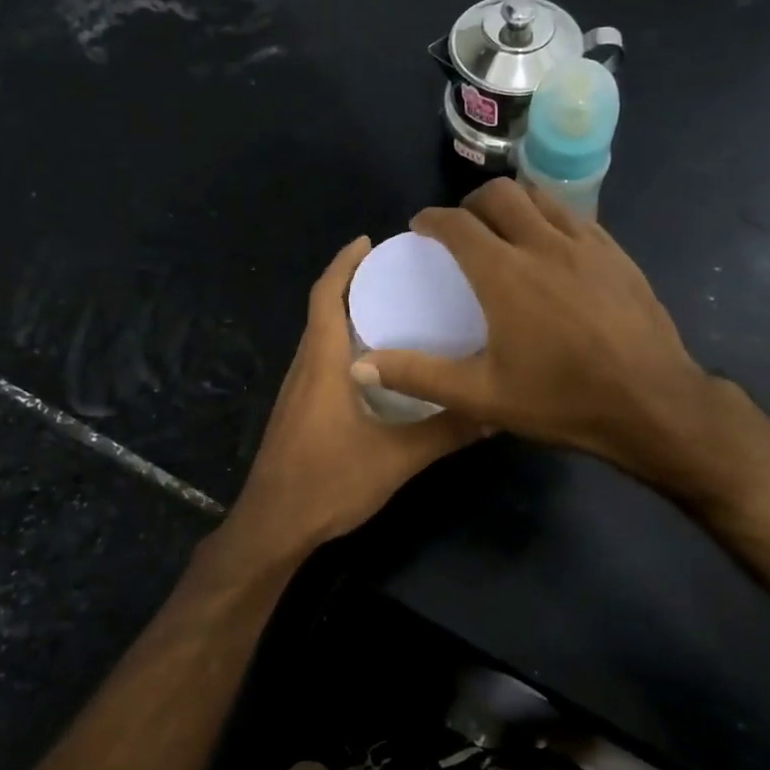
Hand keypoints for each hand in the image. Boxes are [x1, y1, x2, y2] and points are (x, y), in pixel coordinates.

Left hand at [224, 237, 480, 557]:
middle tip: (395, 274)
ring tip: (391, 311)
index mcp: (322, 364)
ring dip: (347, 316)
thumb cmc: (328, 482)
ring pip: (320, 339)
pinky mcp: (297, 413)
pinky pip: (320, 363)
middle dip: (351, 284)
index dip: (343, 263)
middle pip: (322, 311)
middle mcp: (304, 368)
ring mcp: (296, 392)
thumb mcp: (397, 458)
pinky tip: (375, 368)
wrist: (273, 528)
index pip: (325, 296)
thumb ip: (446, 432)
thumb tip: (496, 412)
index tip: (369, 241)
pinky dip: (344, 347)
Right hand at [351, 180, 715, 481]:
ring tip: (505, 229)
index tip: (421, 225)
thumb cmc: (562, 400)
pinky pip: (576, 217)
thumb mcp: (482, 396)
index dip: (433, 219)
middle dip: (472, 203)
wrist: (652, 403)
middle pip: (501, 195)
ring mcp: (588, 244)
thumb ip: (419, 375)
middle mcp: (544, 244)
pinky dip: (551, 218)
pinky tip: (552, 248)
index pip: (458, 224)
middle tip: (462, 228)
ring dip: (514, 203)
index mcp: (505, 273)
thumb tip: (360, 364)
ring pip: (542, 197)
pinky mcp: (618, 254)